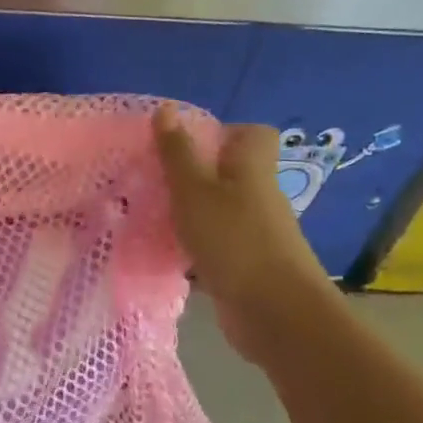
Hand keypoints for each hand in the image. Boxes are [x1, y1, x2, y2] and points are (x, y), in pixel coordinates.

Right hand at [153, 104, 333, 360]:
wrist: (274, 313)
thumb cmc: (233, 240)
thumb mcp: (195, 190)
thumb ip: (177, 153)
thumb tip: (166, 109)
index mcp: (252, 168)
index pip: (251, 134)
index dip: (220, 133)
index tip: (182, 147)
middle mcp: (258, 196)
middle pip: (229, 174)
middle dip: (191, 176)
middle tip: (152, 182)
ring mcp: (254, 233)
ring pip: (217, 211)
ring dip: (188, 214)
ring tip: (148, 217)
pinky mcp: (244, 266)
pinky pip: (214, 245)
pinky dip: (191, 248)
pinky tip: (163, 255)